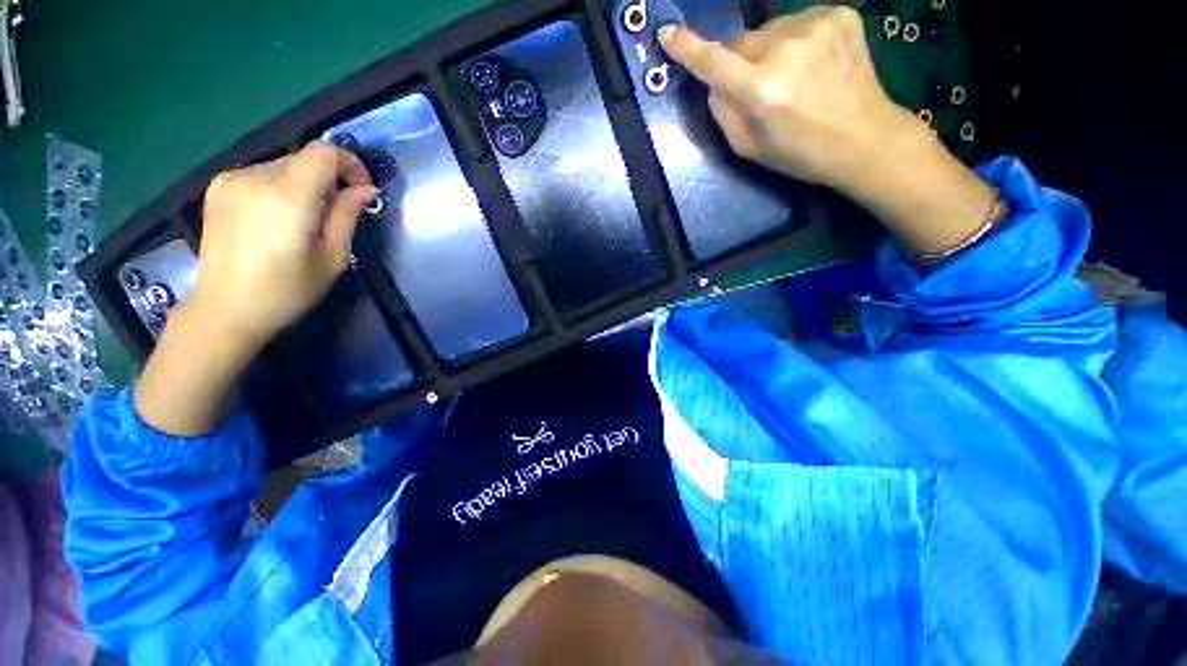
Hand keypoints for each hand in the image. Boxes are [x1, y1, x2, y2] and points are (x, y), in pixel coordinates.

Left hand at [134, 143, 374, 436]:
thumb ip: (348, 215)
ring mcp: (231, 179)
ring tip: (306, 219)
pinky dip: (282, 187)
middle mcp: (254, 177)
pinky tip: (279, 217)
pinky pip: (262, 174)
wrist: (225, 309)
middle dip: (331, 179)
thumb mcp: (333, 257)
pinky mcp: (218, 187)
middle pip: (305, 158)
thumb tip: (366, 189)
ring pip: (284, 165)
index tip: (362, 190)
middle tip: (338, 213)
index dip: (351, 164)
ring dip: (306, 184)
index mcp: (287, 196)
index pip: (325, 152)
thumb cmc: (288, 290)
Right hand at [659, 7, 915, 191]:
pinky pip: (797, 22)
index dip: (689, 49)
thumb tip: (714, 80)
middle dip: (740, 61)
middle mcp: (787, 50)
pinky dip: (795, 40)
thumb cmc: (799, 152)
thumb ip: (724, 112)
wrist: (864, 138)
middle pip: (741, 41)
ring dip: (769, 50)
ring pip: (768, 30)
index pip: (715, 62)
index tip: (668, 34)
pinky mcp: (840, 14)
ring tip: (793, 78)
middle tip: (759, 88)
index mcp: (764, 92)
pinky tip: (813, 63)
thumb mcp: (748, 148)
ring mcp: (818, 26)